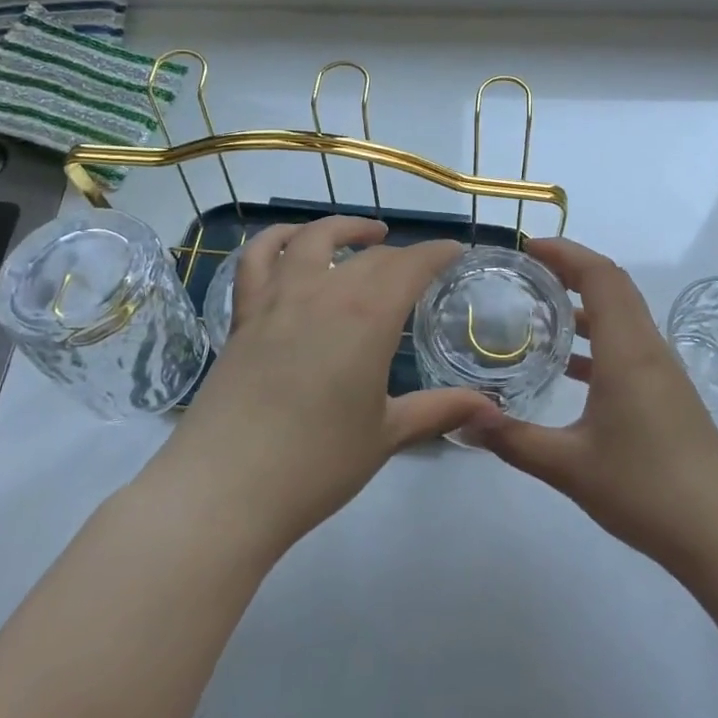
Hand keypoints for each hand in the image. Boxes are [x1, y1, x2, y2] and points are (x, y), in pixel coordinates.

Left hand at [141, 216, 495, 560]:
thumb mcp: (387, 435)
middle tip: (417, 270)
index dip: (437, 253)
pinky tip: (292, 242)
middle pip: (370, 257)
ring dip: (343, 228)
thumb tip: (492, 409)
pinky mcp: (243, 316)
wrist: (225, 489)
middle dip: (401, 256)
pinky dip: (276, 239)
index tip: (454, 250)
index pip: (412, 266)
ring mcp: (277, 299)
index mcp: (368, 316)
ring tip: (365, 233)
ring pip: (312, 240)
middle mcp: (324, 292)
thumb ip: (439, 410)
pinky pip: (256, 260)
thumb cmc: (317, 463)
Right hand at [472, 237, 717, 574]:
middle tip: (524, 273)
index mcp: (627, 350)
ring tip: (538, 311)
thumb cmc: (645, 489)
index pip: (600, 275)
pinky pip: (628, 344)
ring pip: (622, 315)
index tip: (526, 249)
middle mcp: (647, 347)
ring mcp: (662, 370)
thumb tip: (463, 420)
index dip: (565, 252)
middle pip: (612, 286)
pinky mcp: (667, 392)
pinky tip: (567, 367)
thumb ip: (513, 440)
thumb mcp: (568, 466)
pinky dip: (597, 339)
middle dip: (570, 269)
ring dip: (584, 304)